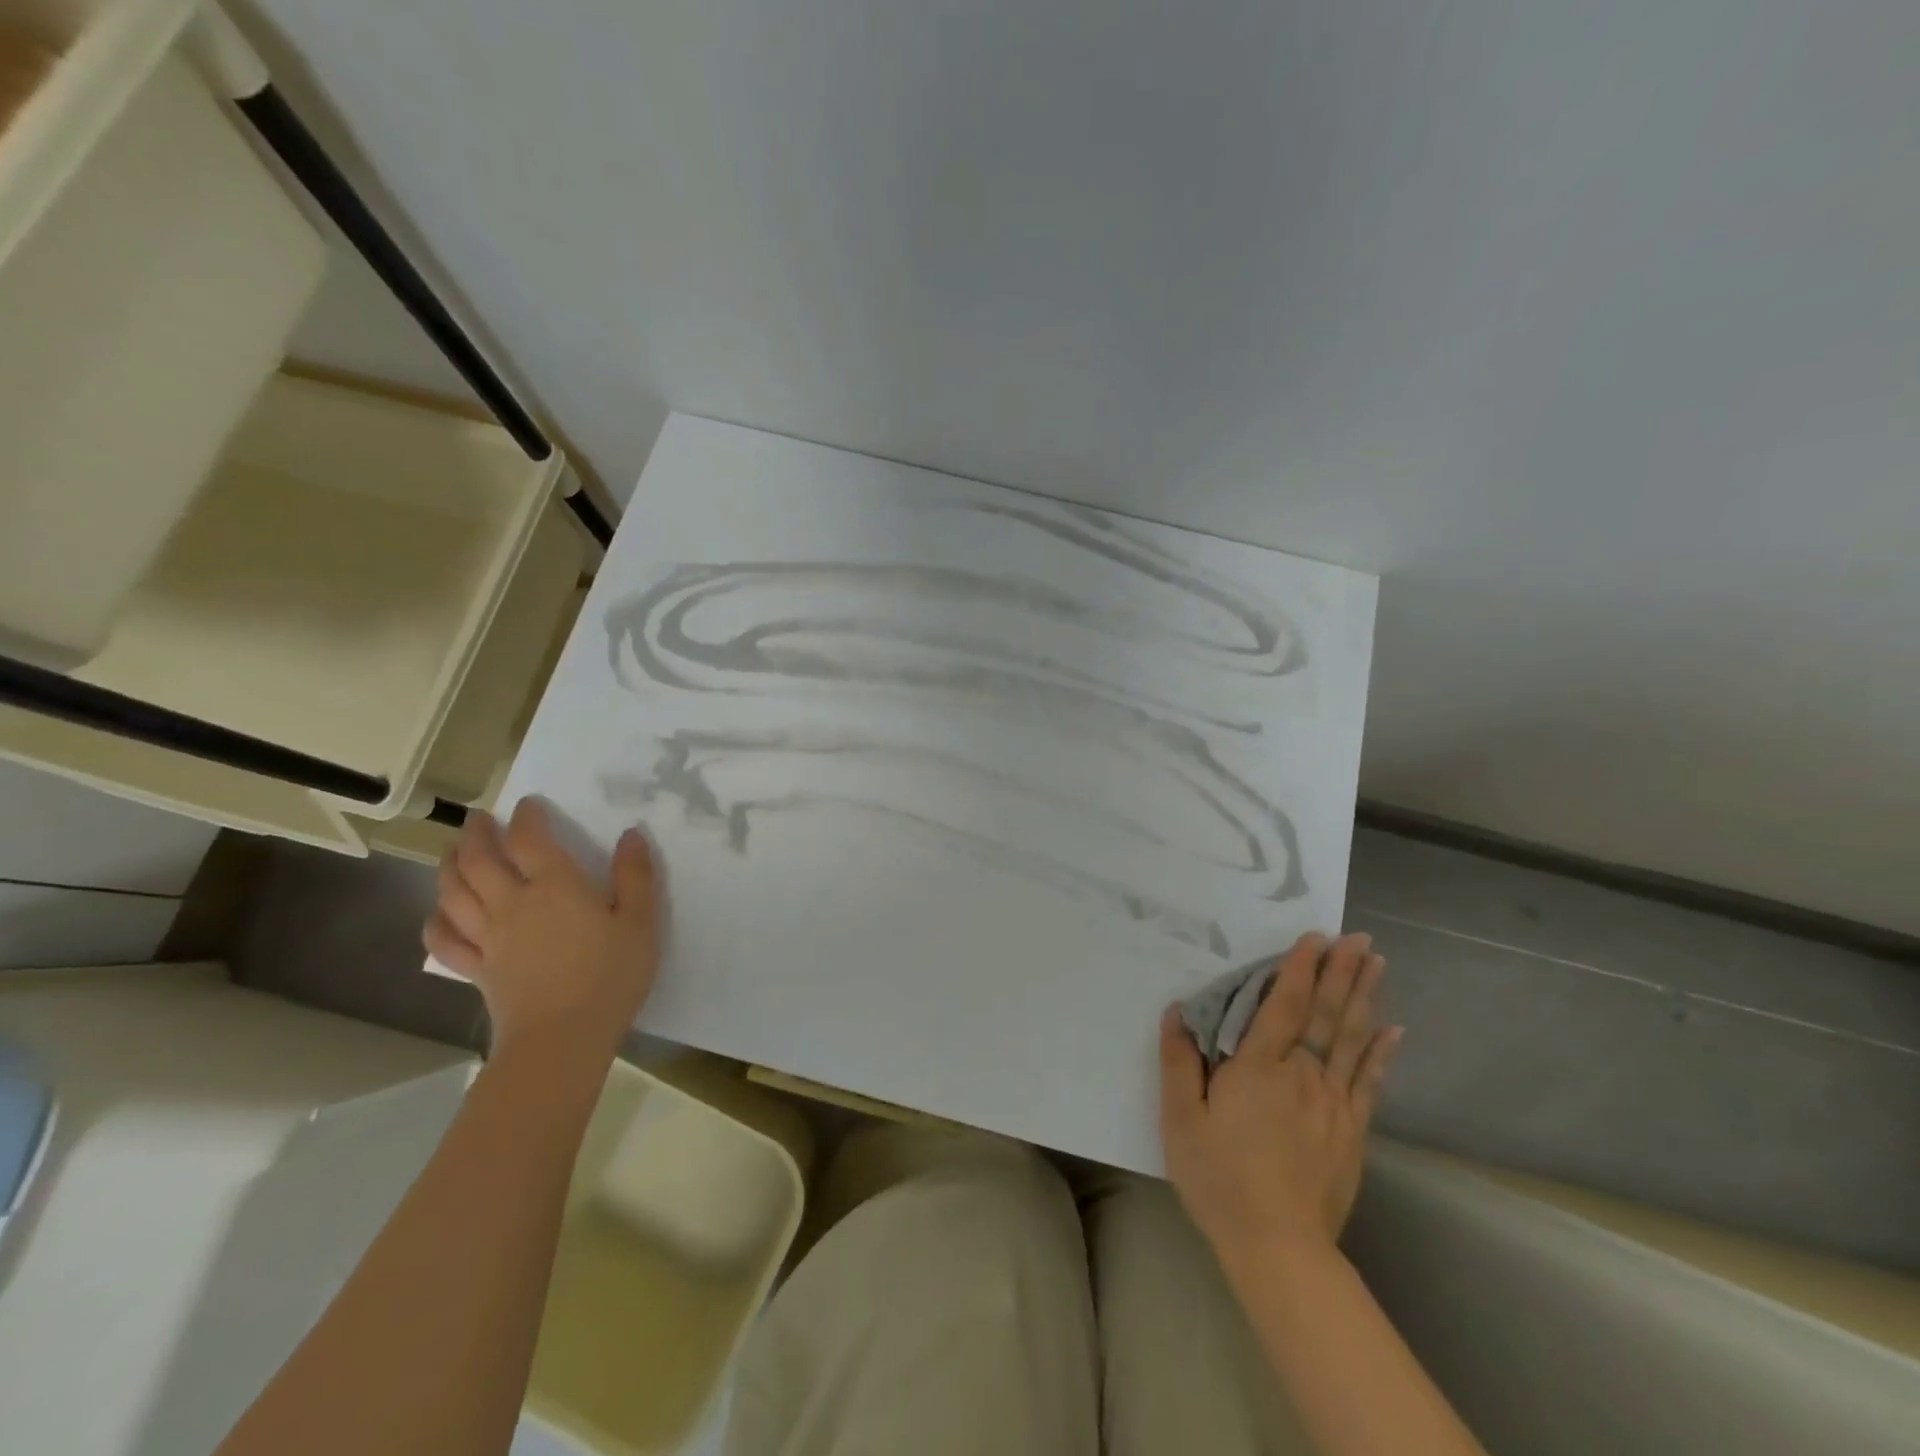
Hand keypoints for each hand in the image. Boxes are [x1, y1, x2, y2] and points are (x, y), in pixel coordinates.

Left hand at [423, 799, 661, 1057]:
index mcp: (555, 886)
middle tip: (479, 819)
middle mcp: (513, 903)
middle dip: (476, 834)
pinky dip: (435, 921)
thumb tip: (631, 834)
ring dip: (448, 866)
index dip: (527, 816)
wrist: (562, 1038)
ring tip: (452, 852)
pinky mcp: (476, 969)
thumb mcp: (640, 922)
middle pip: (479, 860)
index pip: (531, 839)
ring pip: (453, 893)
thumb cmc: (610, 975)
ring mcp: (488, 937)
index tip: (528, 803)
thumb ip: (636, 876)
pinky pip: (444, 940)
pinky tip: (438, 914)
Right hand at [1159, 932, 1402, 1270]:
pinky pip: (1369, 1082)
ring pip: (1353, 1040)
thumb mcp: (1181, 1119)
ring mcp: (1334, 1104)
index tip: (1315, 937)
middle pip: (1327, 1015)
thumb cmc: (1220, 1178)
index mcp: (1259, 1068)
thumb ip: (1179, 1062)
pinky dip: (1382, 1053)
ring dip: (1364, 998)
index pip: (1284, 1006)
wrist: (1278, 1247)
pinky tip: (1394, 1030)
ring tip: (1377, 964)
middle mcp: (1303, 1075)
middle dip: (1342, 972)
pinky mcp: (1352, 1132)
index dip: (1299, 969)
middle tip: (1360, 938)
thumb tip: (1177, 1012)